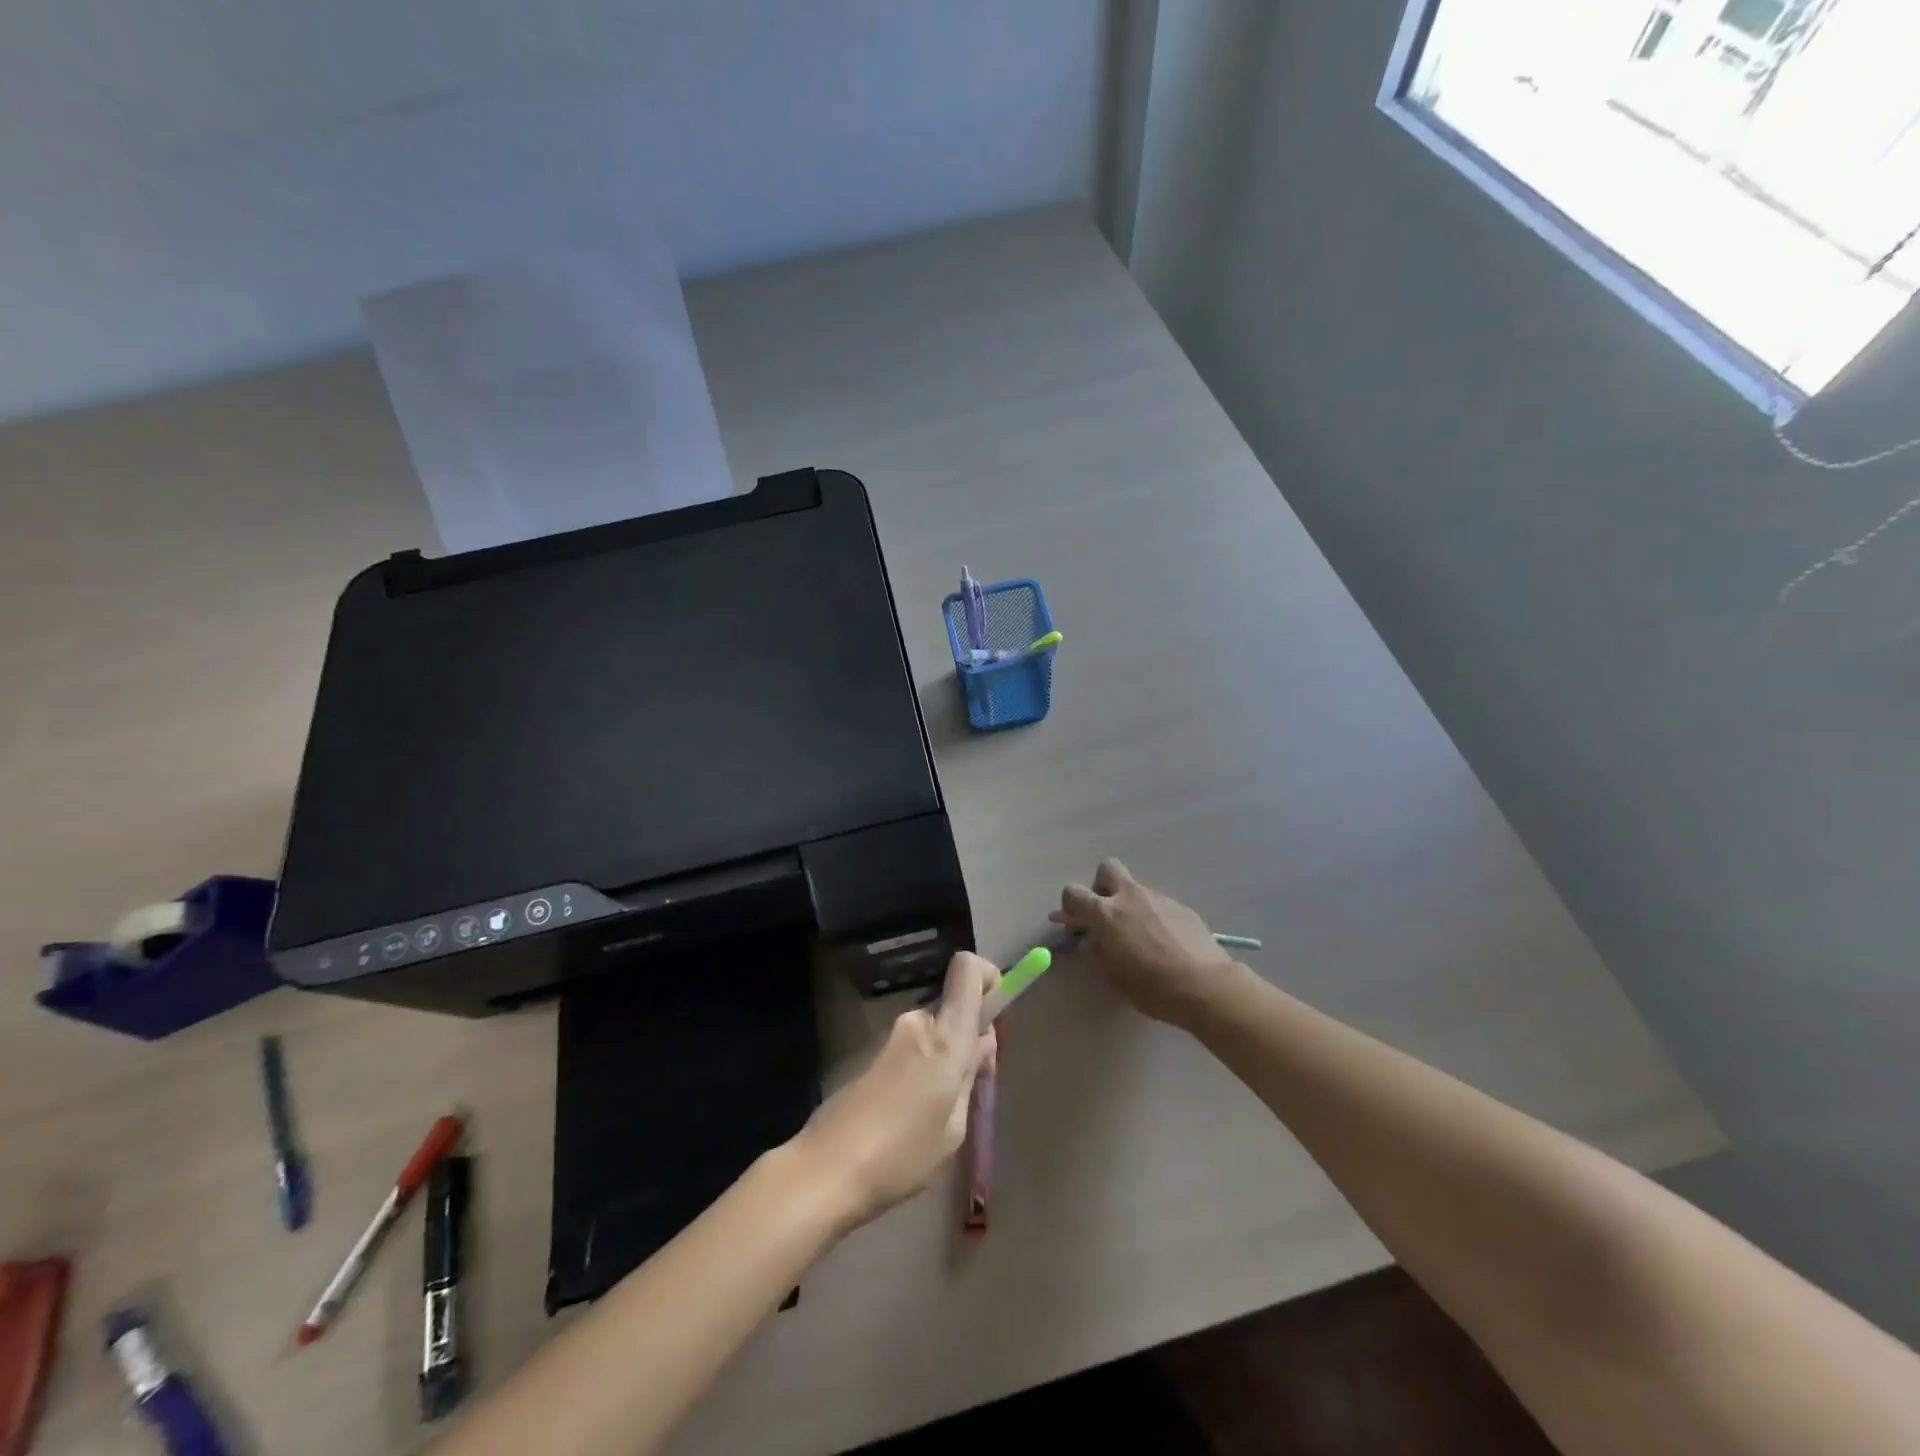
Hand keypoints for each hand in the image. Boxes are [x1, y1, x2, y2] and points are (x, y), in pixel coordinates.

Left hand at [789, 952, 998, 1234]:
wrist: (826, 1170)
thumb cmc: (901, 1154)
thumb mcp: (954, 1128)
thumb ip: (970, 1078)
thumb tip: (980, 1044)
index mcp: (945, 1036)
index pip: (967, 969)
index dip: (989, 977)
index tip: (997, 1010)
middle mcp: (916, 1023)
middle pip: (953, 1006)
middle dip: (968, 1035)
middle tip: (968, 1085)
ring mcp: (889, 1037)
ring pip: (932, 1031)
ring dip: (942, 1057)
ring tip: (936, 1113)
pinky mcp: (869, 1054)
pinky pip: (911, 1048)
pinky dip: (920, 1068)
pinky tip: (908, 1116)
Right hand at [1052, 859, 1242, 1027]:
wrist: (1205, 985)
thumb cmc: (1151, 985)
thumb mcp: (1111, 975)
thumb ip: (1094, 952)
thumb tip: (1089, 940)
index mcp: (1106, 912)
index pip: (1073, 891)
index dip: (1069, 905)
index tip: (1076, 924)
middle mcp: (1130, 896)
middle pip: (1107, 869)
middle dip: (1101, 886)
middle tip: (1106, 914)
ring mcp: (1158, 898)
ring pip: (1136, 888)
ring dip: (1130, 904)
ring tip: (1140, 937)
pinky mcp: (1182, 907)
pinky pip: (1158, 904)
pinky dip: (1154, 916)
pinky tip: (1164, 942)